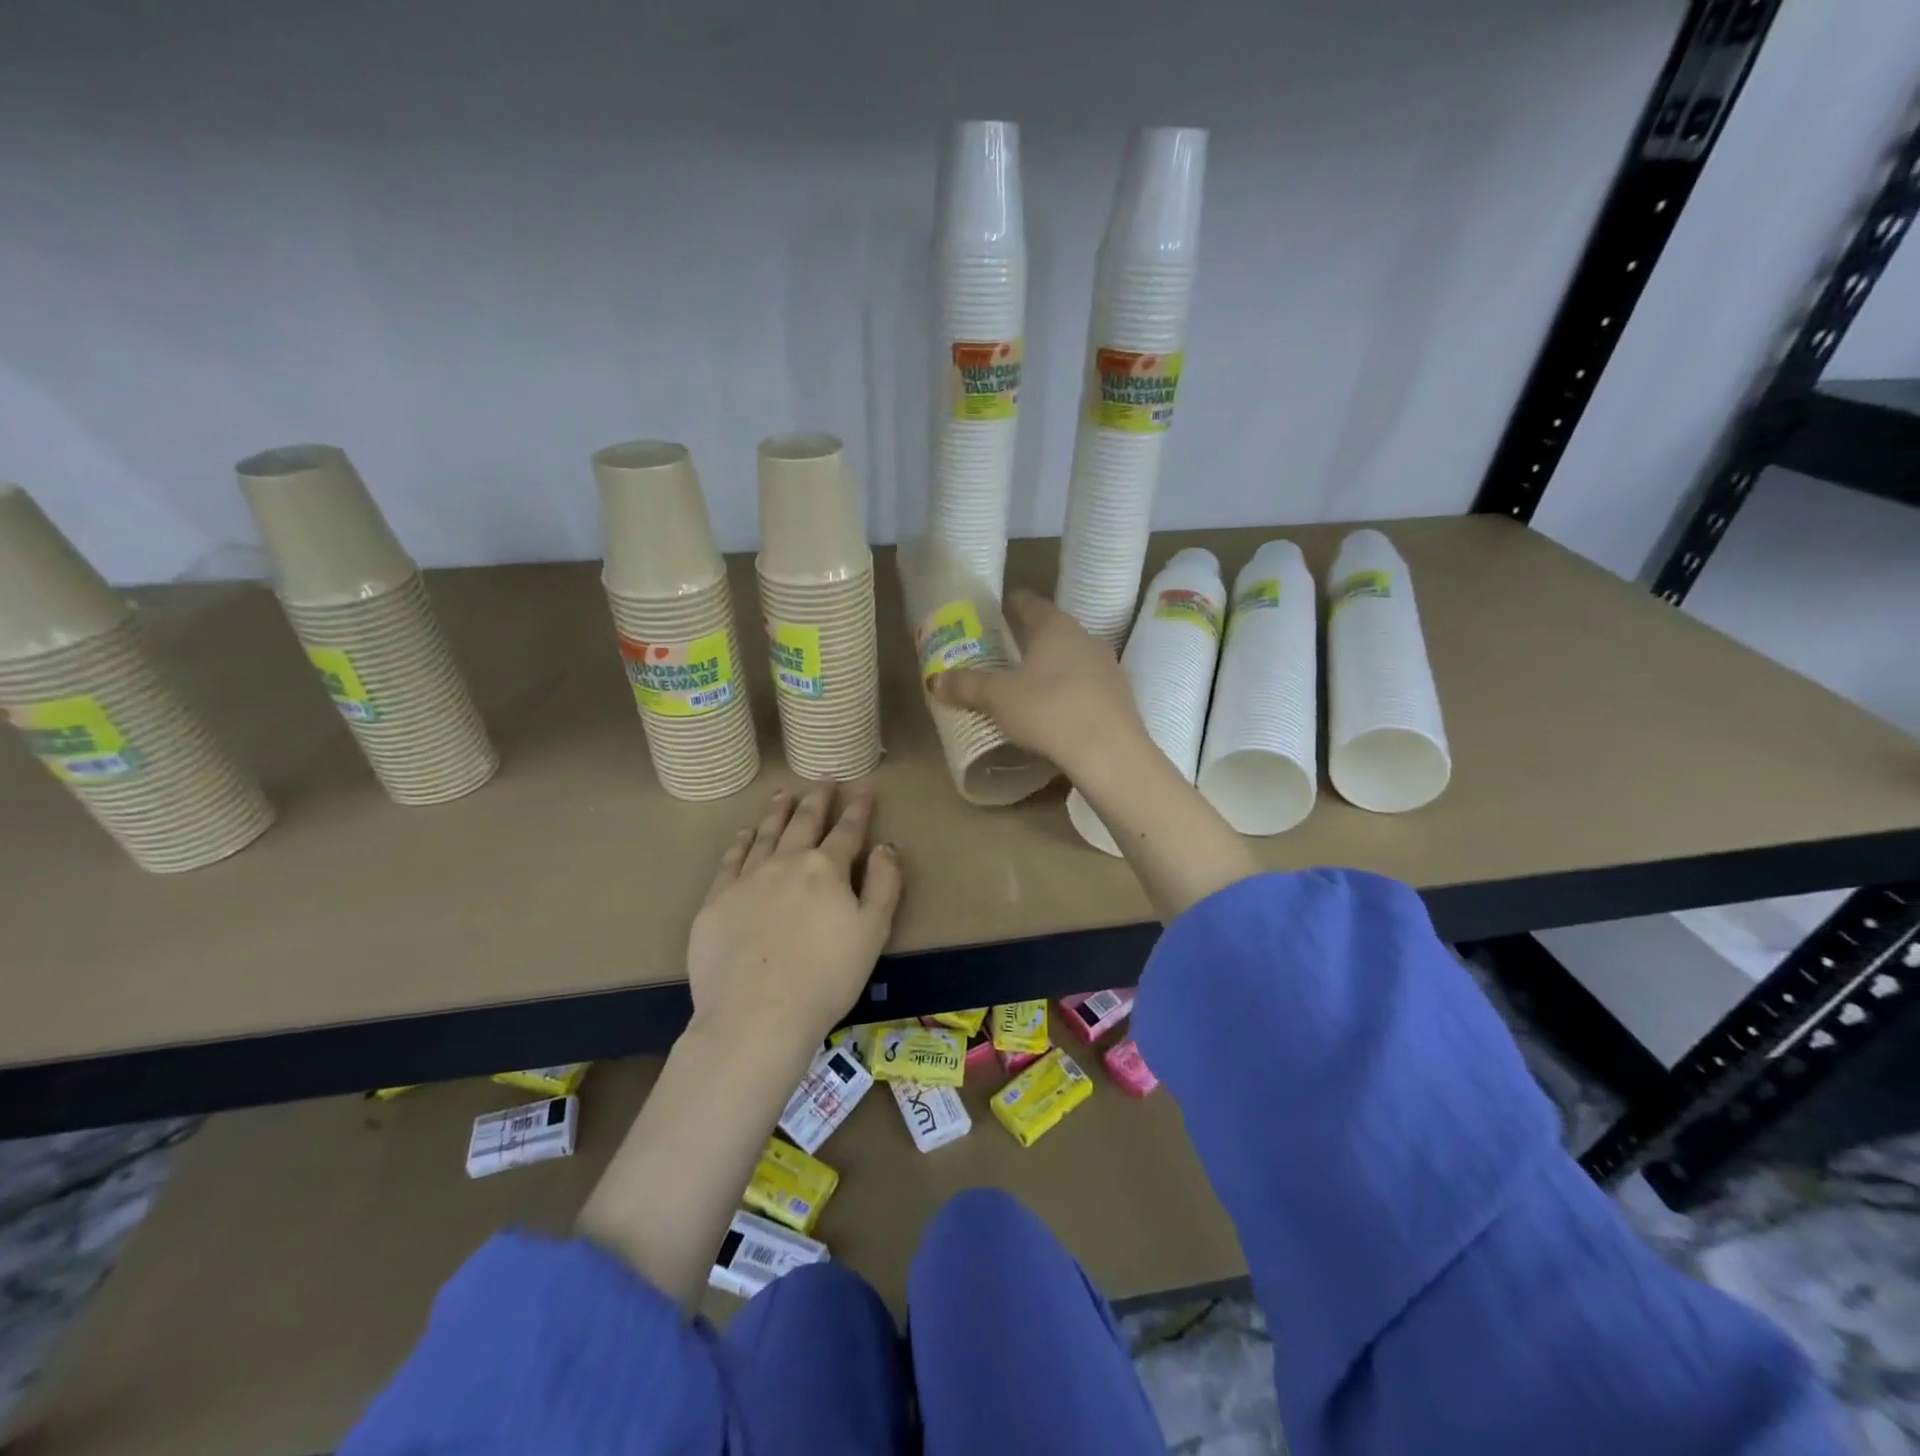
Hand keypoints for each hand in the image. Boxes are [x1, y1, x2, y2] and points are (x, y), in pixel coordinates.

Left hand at [686, 780, 902, 1049]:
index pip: (848, 830)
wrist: (756, 1015)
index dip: (858, 807)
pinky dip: (742, 840)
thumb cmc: (826, 978)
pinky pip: (732, 858)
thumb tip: (886, 846)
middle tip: (824, 778)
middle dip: (818, 798)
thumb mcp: (873, 932)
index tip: (864, 786)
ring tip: (785, 793)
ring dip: (779, 811)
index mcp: (827, 869)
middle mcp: (787, 862)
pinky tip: (746, 832)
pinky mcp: (717, 899)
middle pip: (805, 821)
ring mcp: (748, 878)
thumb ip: (884, 884)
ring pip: (767, 832)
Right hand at [929, 590, 1150, 782]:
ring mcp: (1108, 667)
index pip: (1028, 603)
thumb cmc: (1049, 711)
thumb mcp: (997, 699)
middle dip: (1027, 641)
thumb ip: (966, 686)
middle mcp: (1085, 638)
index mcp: (1055, 626)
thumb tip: (935, 680)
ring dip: (1050, 669)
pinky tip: (1055, 714)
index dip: (1008, 606)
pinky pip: (1086, 687)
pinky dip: (1068, 694)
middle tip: (1000, 656)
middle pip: (1051, 631)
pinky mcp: (1119, 698)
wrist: (1110, 754)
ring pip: (1071, 660)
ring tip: (1025, 687)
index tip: (991, 615)